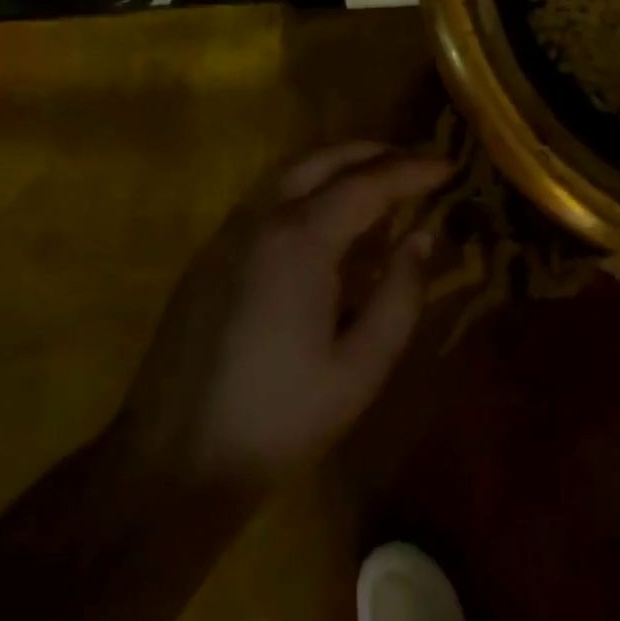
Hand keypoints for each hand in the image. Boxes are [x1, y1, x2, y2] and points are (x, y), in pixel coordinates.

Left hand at [106, 142, 448, 499]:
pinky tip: (324, 220)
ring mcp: (226, 235)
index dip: (413, 171)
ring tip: (375, 180)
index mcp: (300, 241)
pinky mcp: (208, 257)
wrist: (170, 467)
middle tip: (414, 163)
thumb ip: (400, 295)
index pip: (368, 184)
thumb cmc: (279, 420)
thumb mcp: (361, 367)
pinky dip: (305, 187)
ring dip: (336, 164)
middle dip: (373, 152)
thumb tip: (421, 238)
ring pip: (287, 172)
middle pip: (322, 160)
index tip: (449, 167)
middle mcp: (260, 220)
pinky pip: (265, 198)